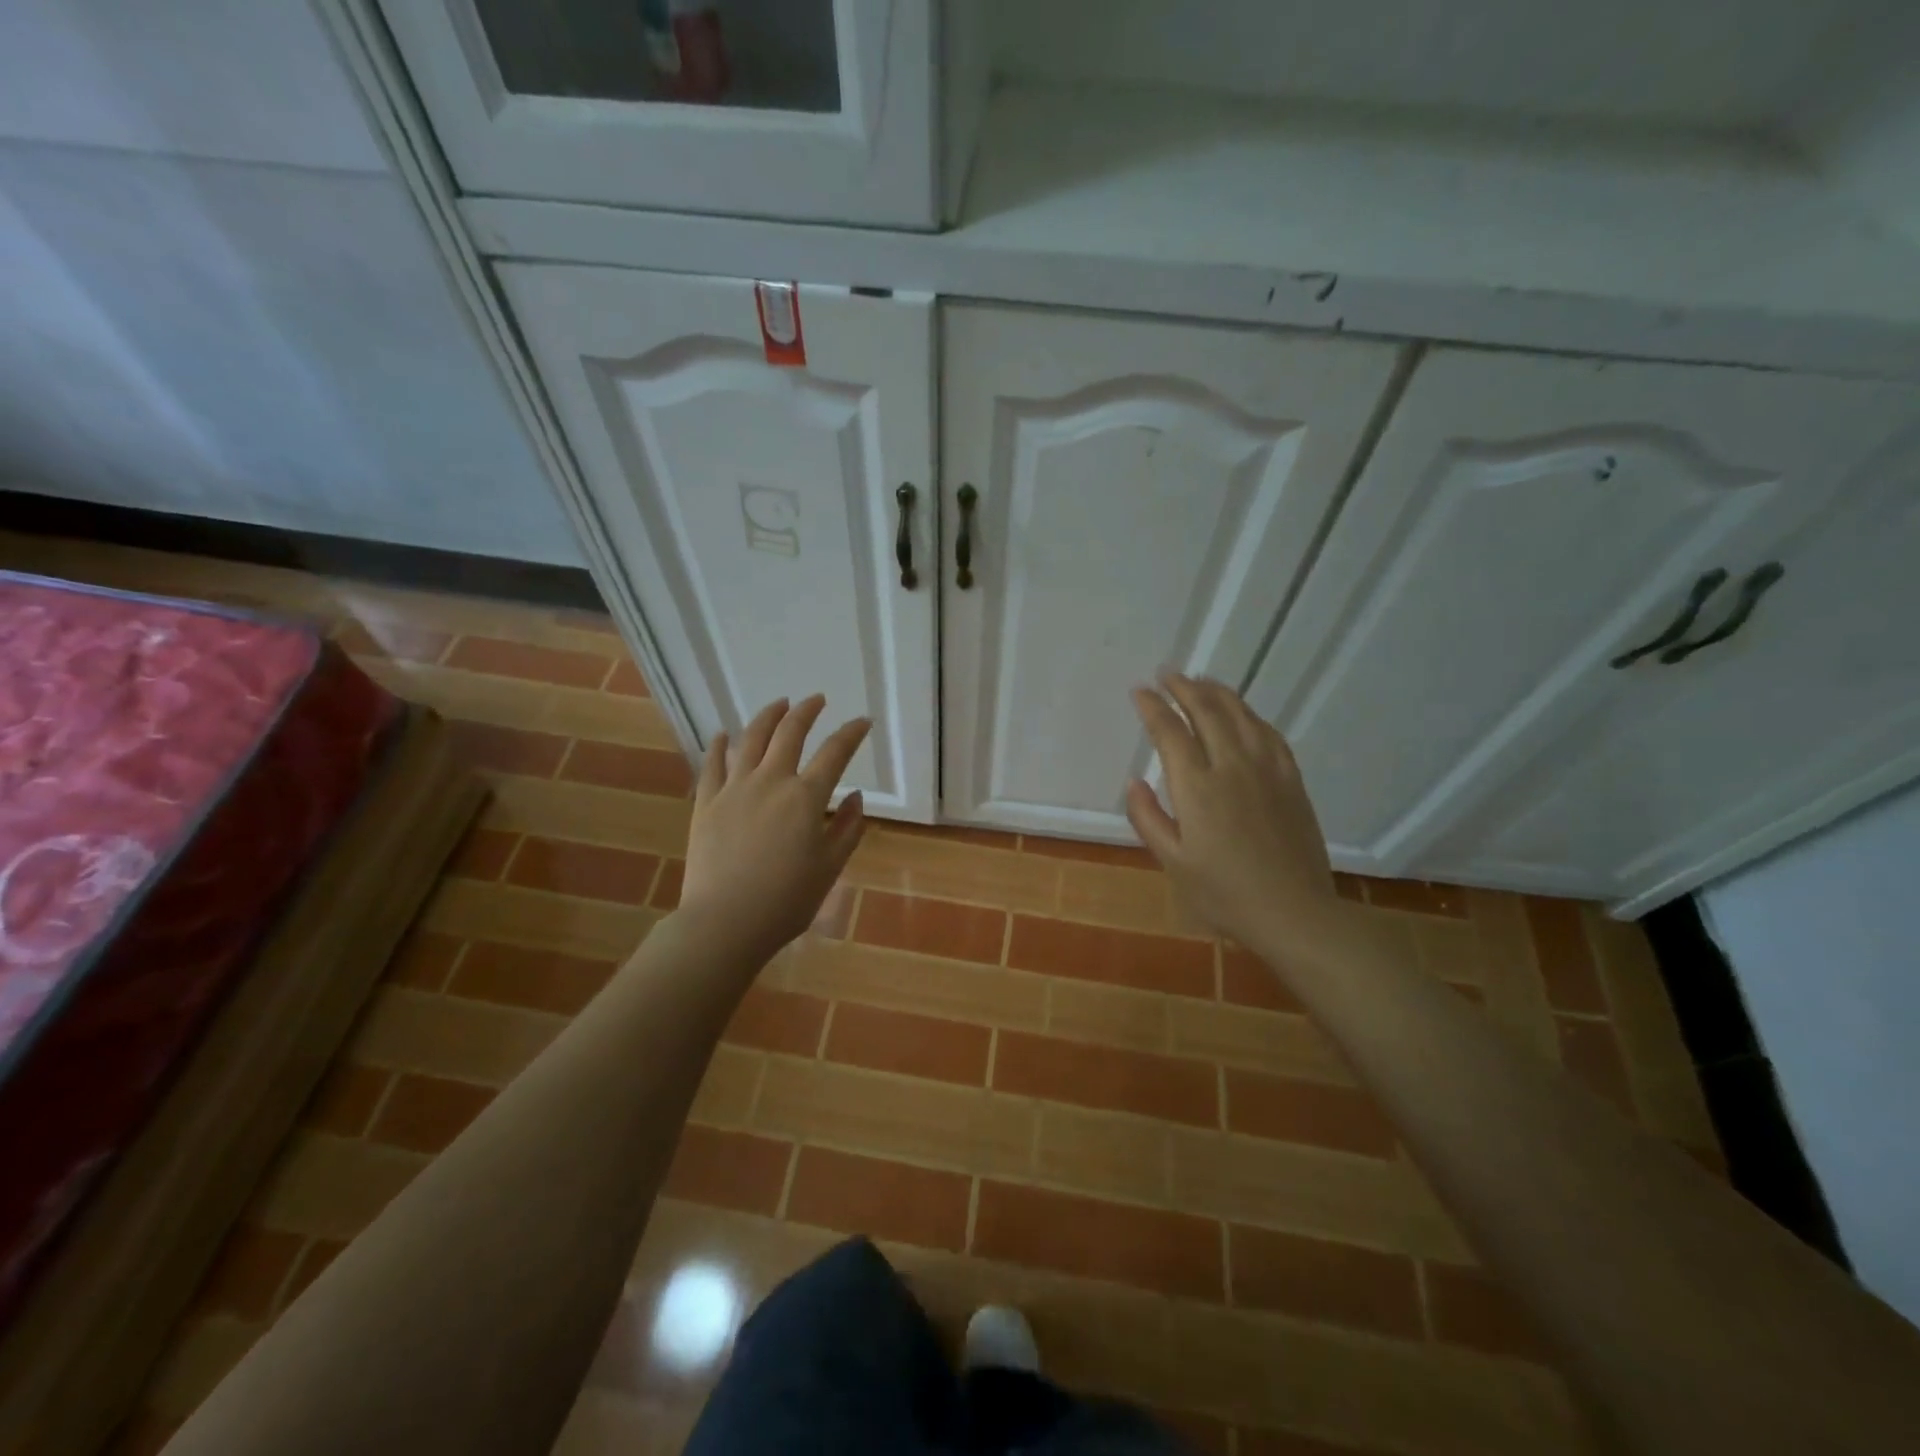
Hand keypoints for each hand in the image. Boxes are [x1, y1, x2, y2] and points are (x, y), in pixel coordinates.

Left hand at [677, 695, 870, 962]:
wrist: (725, 923)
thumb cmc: (786, 901)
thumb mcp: (830, 868)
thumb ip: (848, 829)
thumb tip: (858, 797)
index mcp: (806, 797)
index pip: (835, 753)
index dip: (851, 733)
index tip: (862, 722)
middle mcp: (771, 781)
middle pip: (790, 733)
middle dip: (807, 711)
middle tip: (816, 700)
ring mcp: (734, 788)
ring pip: (751, 739)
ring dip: (767, 716)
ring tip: (778, 705)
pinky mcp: (706, 802)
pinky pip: (712, 764)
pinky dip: (719, 745)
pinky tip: (722, 735)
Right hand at [1126, 675, 1343, 958]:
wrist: (1293, 912)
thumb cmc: (1224, 894)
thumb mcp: (1172, 862)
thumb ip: (1148, 818)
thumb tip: (1134, 781)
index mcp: (1197, 787)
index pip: (1170, 731)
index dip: (1153, 707)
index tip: (1140, 691)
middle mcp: (1231, 766)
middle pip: (1206, 711)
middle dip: (1183, 687)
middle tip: (1167, 674)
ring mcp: (1266, 769)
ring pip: (1240, 714)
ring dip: (1216, 692)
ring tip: (1200, 681)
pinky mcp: (1290, 779)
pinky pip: (1268, 732)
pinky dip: (1249, 714)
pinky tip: (1242, 713)